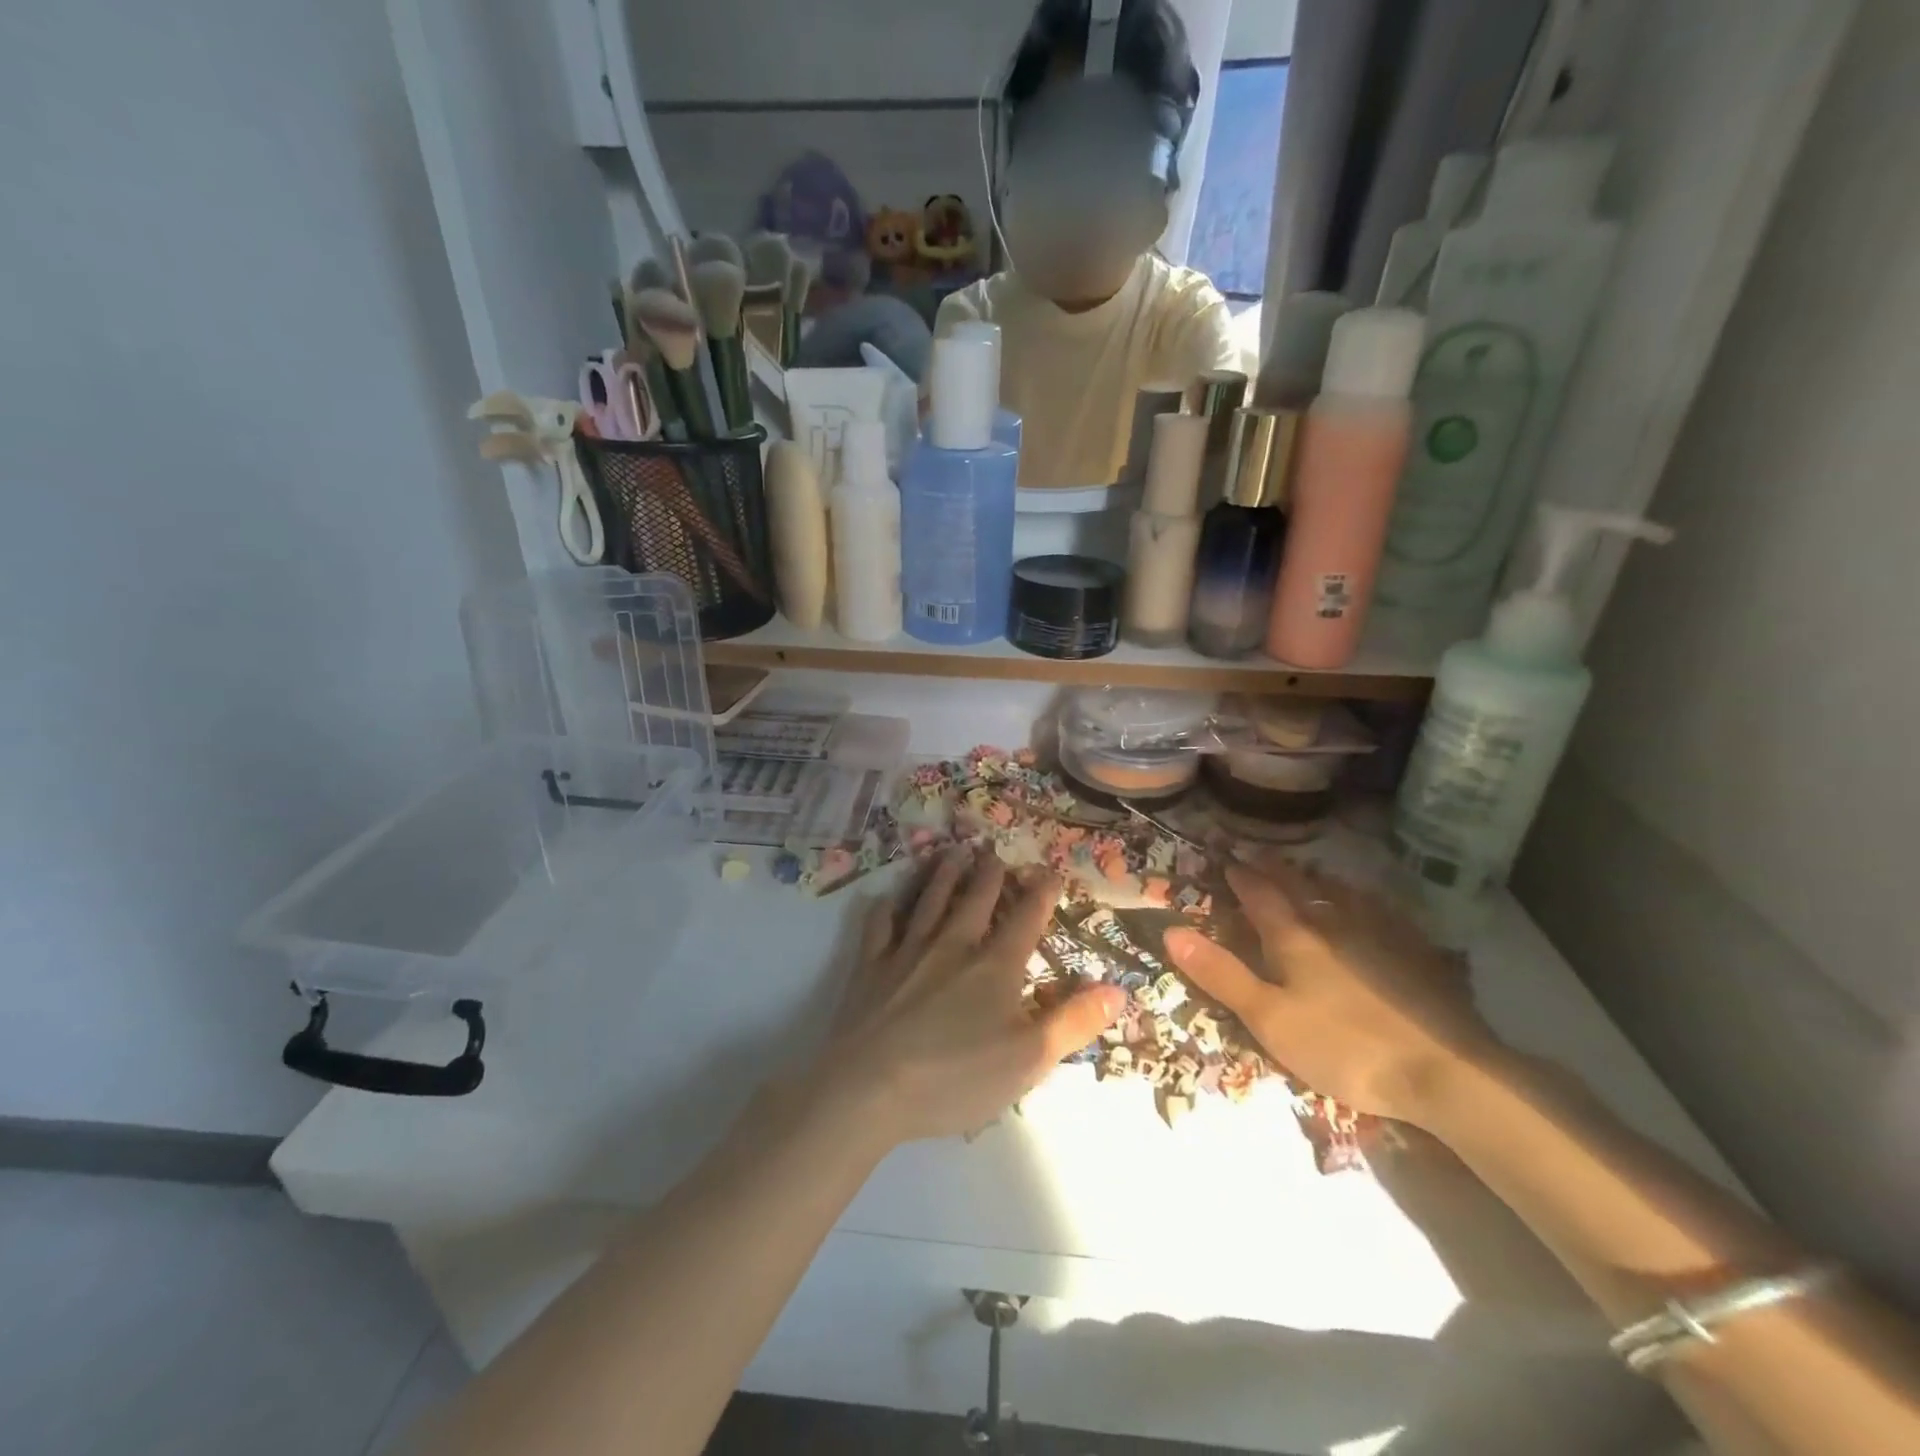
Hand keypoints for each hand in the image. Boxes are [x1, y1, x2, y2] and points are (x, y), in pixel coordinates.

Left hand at [819, 849, 1125, 1145]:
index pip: (1026, 919)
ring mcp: (908, 951)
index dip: (1043, 893)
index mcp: (995, 966)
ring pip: (930, 900)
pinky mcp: (871, 965)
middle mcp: (953, 945)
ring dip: (944, 875)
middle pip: (976, 899)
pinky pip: (879, 926)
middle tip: (994, 851)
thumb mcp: (1030, 1059)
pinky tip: (886, 899)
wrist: (870, 1087)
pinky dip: (885, 908)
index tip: (1051, 871)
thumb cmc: (956, 1077)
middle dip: (990, 873)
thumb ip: (1074, 1022)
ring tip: (953, 852)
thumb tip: (1119, 988)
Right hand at [1164, 860, 1497, 1125]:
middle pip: (1299, 888)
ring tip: (1310, 873)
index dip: (1240, 877)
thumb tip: (1172, 930)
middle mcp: (1334, 924)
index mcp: (1294, 938)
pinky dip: (1368, 902)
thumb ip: (1221, 974)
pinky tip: (1374, 907)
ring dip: (1319, 880)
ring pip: (1343, 895)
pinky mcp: (1418, 955)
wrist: (1446, 1070)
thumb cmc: (1344, 1047)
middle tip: (1259, 854)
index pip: (1259, 896)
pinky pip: (1386, 914)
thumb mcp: (1269, 1019)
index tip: (1226, 858)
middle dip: (1275, 870)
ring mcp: (1381, 935)